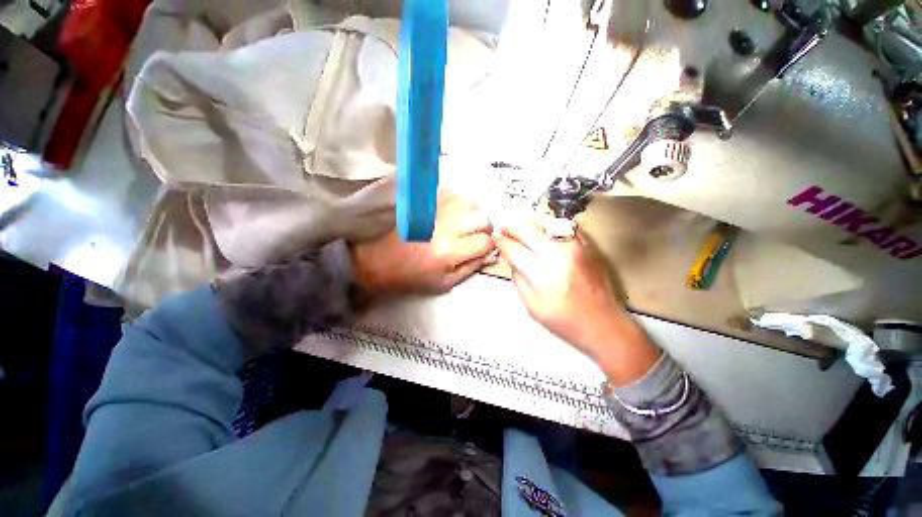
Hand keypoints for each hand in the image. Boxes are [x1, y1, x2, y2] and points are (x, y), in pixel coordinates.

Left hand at [350, 192, 495, 294]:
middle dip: (484, 228)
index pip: (485, 241)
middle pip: (482, 217)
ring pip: (470, 203)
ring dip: (472, 214)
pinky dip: (458, 204)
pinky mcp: (424, 200)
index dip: (488, 245)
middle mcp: (445, 226)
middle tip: (474, 235)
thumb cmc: (410, 276)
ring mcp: (434, 209)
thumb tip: (489, 254)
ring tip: (463, 224)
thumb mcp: (443, 283)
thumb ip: (470, 268)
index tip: (482, 248)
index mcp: (449, 251)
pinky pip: (453, 194)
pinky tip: (449, 215)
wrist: (377, 259)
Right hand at [496, 217, 659, 384]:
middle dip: (511, 226)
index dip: (502, 242)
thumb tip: (510, 256)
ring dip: (528, 221)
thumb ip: (518, 278)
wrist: (603, 323)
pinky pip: (563, 225)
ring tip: (518, 226)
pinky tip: (540, 229)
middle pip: (529, 230)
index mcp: (544, 276)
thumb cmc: (564, 321)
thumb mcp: (532, 307)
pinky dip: (548, 223)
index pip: (516, 250)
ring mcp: (576, 247)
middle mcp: (560, 255)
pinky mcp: (587, 245)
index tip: (494, 237)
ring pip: (546, 221)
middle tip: (502, 228)